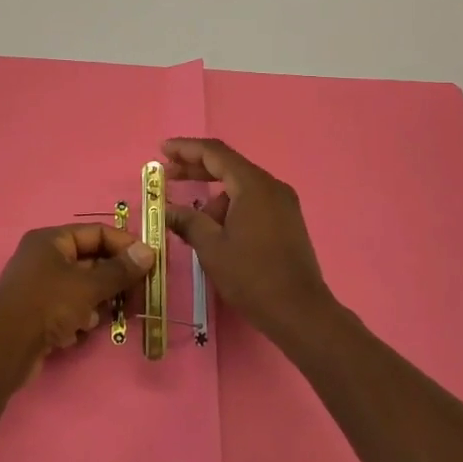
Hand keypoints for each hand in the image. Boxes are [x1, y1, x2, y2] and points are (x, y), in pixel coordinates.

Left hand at [0, 224, 155, 392]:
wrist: (3, 349)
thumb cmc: (47, 305)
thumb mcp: (88, 286)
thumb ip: (119, 270)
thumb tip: (149, 251)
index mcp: (51, 240)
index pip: (96, 232)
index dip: (124, 245)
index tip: (150, 263)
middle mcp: (43, 257)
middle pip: (90, 260)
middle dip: (115, 278)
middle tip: (140, 295)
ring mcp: (39, 286)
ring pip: (82, 287)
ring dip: (98, 301)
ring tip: (109, 316)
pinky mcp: (38, 313)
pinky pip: (69, 308)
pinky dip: (79, 317)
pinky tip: (80, 331)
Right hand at [164, 138, 340, 345]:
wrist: (300, 312)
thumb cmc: (252, 277)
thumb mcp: (212, 248)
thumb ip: (187, 221)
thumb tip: (166, 209)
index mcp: (253, 185)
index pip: (215, 153)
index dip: (186, 148)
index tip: (162, 150)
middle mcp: (272, 186)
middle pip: (228, 166)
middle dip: (196, 168)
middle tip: (167, 174)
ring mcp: (283, 204)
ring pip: (240, 186)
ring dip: (212, 195)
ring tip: (190, 220)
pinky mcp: (287, 221)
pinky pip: (252, 201)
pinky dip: (230, 206)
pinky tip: (215, 228)